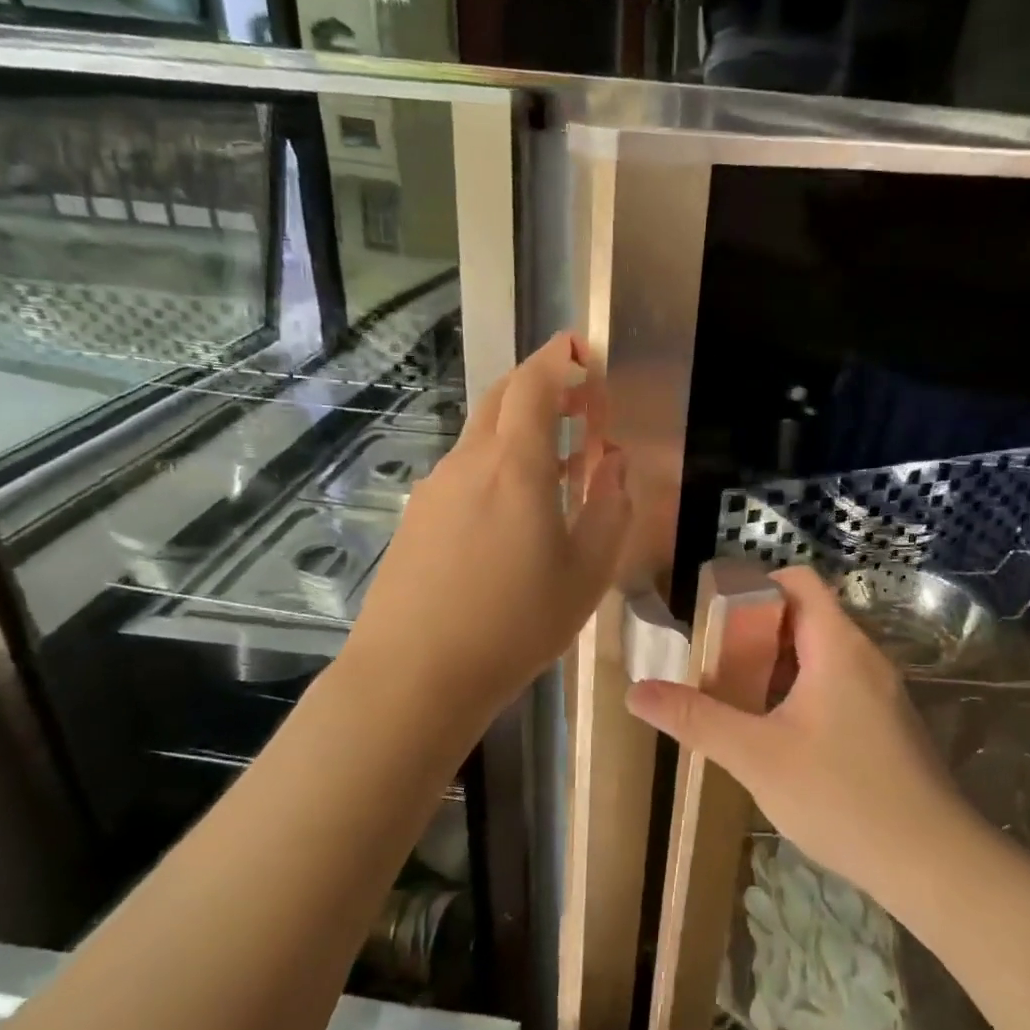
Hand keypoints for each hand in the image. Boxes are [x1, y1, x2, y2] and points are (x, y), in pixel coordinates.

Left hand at [345, 332, 630, 731]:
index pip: (535, 383)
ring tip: (559, 467)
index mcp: (515, 465)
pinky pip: (465, 472)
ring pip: (483, 436)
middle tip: (581, 406)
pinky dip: (497, 467)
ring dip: (522, 432)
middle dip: (542, 385)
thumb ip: (610, 509)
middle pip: (502, 398)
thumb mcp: (586, 573)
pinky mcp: (416, 517)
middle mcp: (469, 462)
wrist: (413, 675)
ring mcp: (435, 488)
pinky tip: (513, 514)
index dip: (560, 359)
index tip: (585, 354)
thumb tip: (616, 464)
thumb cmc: (514, 624)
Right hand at [625, 565, 968, 903]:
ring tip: (737, 699)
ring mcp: (882, 693)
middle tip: (714, 663)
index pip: (798, 581)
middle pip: (806, 617)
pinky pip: (838, 686)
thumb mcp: (756, 756)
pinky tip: (779, 736)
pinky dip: (802, 693)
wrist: (934, 862)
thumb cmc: (841, 796)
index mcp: (837, 646)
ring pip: (822, 656)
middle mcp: (865, 657)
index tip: (715, 616)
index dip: (755, 585)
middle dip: (756, 633)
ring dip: (777, 668)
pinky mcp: (888, 725)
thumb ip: (697, 720)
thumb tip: (636, 692)